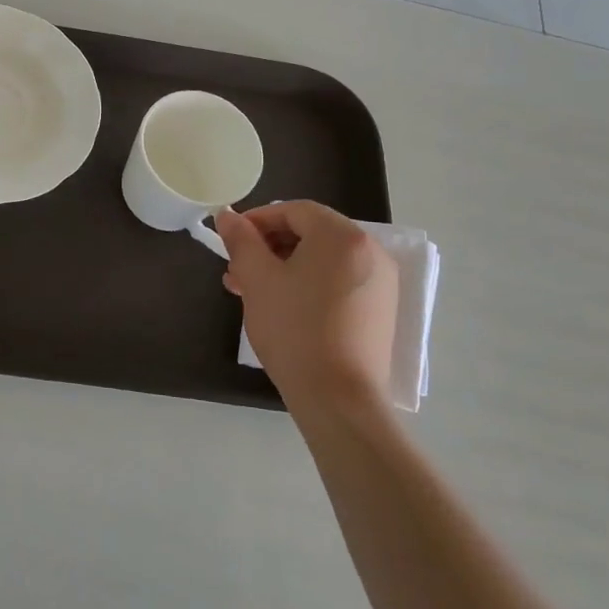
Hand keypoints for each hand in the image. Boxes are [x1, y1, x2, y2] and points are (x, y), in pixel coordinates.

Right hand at [217, 202, 398, 426]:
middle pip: (311, 233)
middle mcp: (370, 251)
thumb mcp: (257, 279)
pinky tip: (283, 306)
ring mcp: (380, 282)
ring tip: (252, 291)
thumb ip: (241, 241)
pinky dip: (309, 284)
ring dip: (285, 267)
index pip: (294, 211)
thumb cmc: (294, 328)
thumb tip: (228, 217)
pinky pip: (338, 281)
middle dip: (269, 247)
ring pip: (323, 260)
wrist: (338, 397)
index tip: (231, 240)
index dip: (258, 220)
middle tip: (237, 270)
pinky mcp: (380, 310)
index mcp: (342, 236)